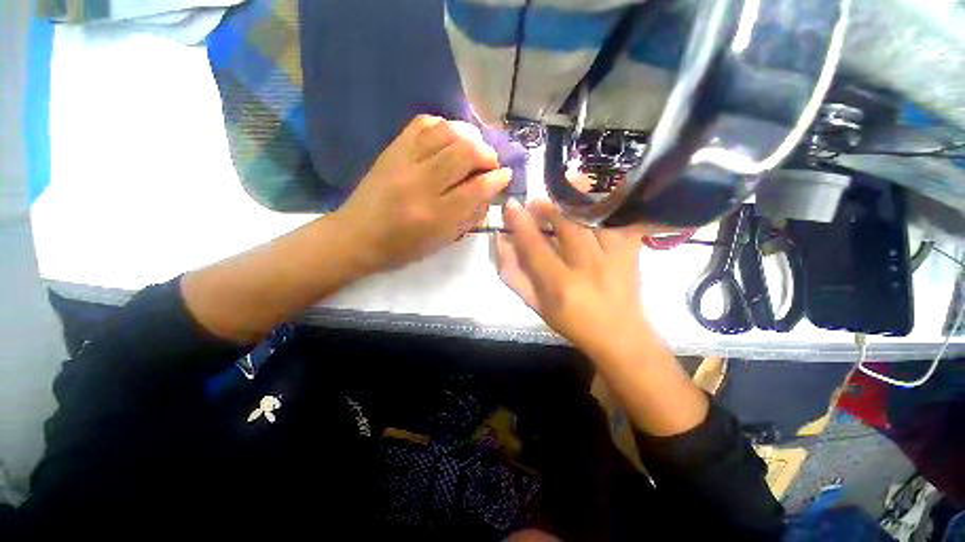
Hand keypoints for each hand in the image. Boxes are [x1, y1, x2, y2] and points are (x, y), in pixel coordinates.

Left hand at [335, 115, 511, 272]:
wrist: (357, 236)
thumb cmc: (403, 247)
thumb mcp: (441, 242)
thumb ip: (468, 217)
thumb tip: (488, 192)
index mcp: (434, 216)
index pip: (476, 189)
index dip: (497, 179)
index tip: (506, 175)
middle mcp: (421, 184)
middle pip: (464, 152)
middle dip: (486, 153)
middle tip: (490, 162)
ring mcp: (404, 162)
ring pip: (446, 132)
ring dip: (468, 135)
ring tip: (474, 147)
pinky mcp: (392, 149)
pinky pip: (422, 123)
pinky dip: (443, 125)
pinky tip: (450, 137)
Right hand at [496, 199, 647, 356]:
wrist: (619, 335)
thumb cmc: (571, 322)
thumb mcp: (535, 305)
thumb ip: (514, 274)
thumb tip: (502, 240)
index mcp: (560, 286)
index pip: (535, 246)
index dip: (520, 223)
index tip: (511, 205)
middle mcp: (588, 268)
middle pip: (567, 224)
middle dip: (546, 207)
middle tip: (535, 203)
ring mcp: (615, 257)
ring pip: (593, 216)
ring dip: (573, 201)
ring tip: (560, 197)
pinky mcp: (632, 250)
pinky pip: (619, 218)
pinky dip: (606, 205)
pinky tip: (592, 202)